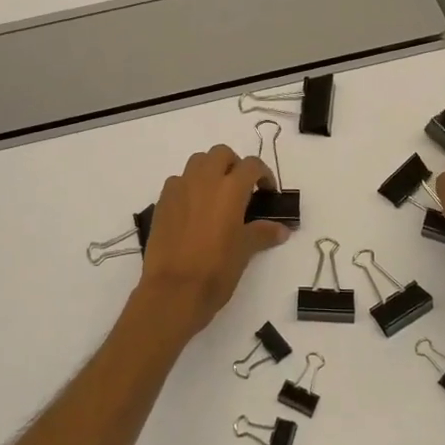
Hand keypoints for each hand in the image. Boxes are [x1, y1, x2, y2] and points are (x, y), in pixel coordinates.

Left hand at [134, 146, 289, 343]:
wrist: (173, 290)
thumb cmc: (216, 270)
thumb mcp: (245, 251)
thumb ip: (263, 233)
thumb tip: (282, 229)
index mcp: (230, 189)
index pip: (251, 165)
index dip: (263, 174)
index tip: (267, 192)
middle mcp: (204, 180)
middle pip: (221, 153)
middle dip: (234, 164)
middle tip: (241, 188)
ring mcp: (180, 188)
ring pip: (197, 162)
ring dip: (210, 170)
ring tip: (217, 195)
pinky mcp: (162, 201)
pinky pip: (178, 181)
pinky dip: (189, 186)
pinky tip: (193, 209)